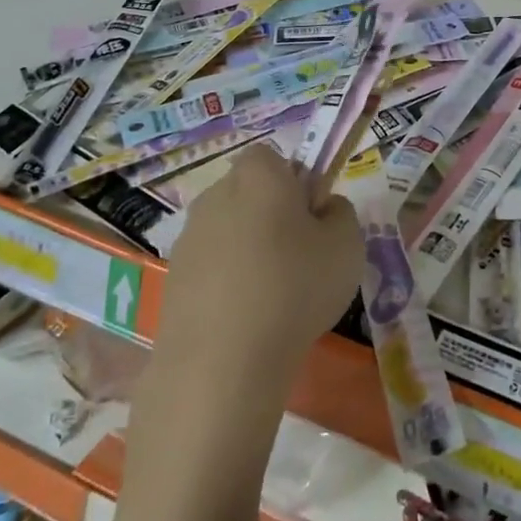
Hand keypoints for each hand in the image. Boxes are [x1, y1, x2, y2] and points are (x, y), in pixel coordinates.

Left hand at [151, 144, 363, 386]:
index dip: (295, 181)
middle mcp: (216, 195)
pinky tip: (246, 319)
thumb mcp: (348, 244)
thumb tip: (322, 209)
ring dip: (248, 251)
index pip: (273, 157)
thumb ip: (340, 213)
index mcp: (258, 175)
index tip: (312, 217)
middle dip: (271, 215)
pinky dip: (227, 283)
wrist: (222, 363)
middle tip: (300, 256)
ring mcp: (188, 238)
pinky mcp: (172, 279)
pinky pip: (211, 268)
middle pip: (249, 193)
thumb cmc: (295, 287)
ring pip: (229, 231)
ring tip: (274, 296)